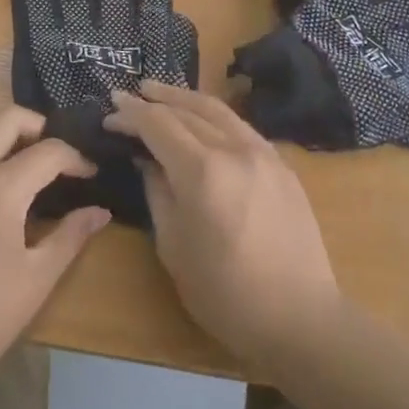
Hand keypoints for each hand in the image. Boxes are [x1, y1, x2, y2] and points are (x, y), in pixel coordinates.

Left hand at [0, 105, 109, 407]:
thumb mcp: (34, 283)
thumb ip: (70, 237)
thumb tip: (100, 211)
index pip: (47, 151)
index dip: (76, 159)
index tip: (89, 175)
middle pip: (5, 116)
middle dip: (38, 126)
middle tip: (56, 156)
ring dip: (1, 123)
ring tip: (22, 153)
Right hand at [106, 81, 341, 371]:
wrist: (300, 317)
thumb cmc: (225, 293)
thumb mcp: (173, 247)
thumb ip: (157, 193)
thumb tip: (147, 160)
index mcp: (202, 172)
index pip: (158, 125)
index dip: (130, 116)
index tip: (109, 114)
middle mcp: (234, 150)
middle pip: (186, 111)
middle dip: (152, 102)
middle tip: (126, 97)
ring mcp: (263, 153)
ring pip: (217, 110)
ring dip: (183, 98)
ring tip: (157, 92)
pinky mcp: (282, 164)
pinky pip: (240, 126)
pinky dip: (213, 115)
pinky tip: (201, 118)